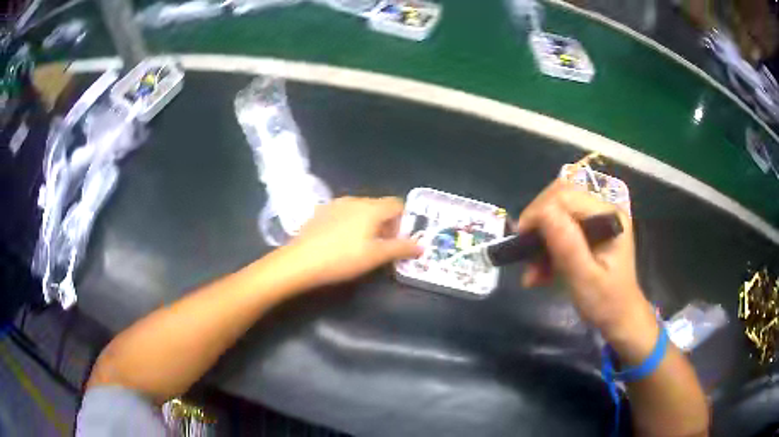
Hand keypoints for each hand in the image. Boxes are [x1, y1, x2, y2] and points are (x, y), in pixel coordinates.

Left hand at [286, 196, 422, 287]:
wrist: (301, 261)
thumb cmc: (343, 258)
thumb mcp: (376, 256)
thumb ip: (401, 248)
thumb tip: (421, 246)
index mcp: (371, 208)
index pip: (397, 205)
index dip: (404, 221)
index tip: (400, 240)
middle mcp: (355, 200)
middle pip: (379, 207)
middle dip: (386, 224)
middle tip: (383, 246)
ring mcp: (335, 204)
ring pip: (360, 210)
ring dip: (367, 224)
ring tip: (361, 245)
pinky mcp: (320, 212)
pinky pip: (343, 214)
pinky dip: (349, 224)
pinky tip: (340, 242)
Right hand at [517, 180, 658, 362]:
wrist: (619, 317)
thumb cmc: (606, 302)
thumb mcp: (585, 279)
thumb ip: (567, 246)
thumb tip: (541, 213)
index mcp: (609, 216)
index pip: (566, 196)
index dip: (538, 212)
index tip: (520, 240)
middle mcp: (602, 210)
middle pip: (559, 199)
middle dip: (537, 225)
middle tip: (523, 254)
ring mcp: (595, 219)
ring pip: (556, 213)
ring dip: (539, 241)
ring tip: (532, 273)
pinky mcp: (588, 230)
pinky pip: (559, 228)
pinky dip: (546, 249)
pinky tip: (539, 273)